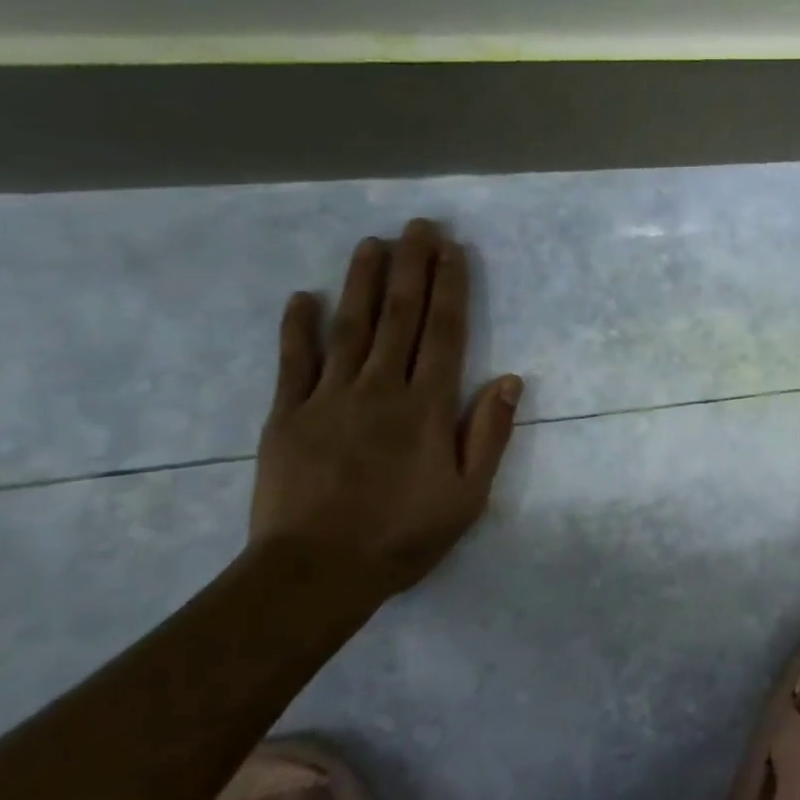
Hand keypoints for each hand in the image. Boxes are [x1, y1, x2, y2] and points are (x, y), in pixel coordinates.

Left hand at [249, 218, 522, 601]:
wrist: (315, 573)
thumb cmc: (402, 535)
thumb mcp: (467, 496)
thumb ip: (489, 435)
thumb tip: (511, 380)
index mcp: (426, 407)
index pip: (445, 333)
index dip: (450, 287)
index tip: (452, 250)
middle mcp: (381, 389)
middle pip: (400, 317)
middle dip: (411, 268)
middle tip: (417, 226)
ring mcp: (329, 398)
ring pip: (350, 327)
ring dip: (362, 282)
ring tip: (371, 243)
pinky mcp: (288, 415)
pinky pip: (294, 362)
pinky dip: (298, 328)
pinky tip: (302, 297)